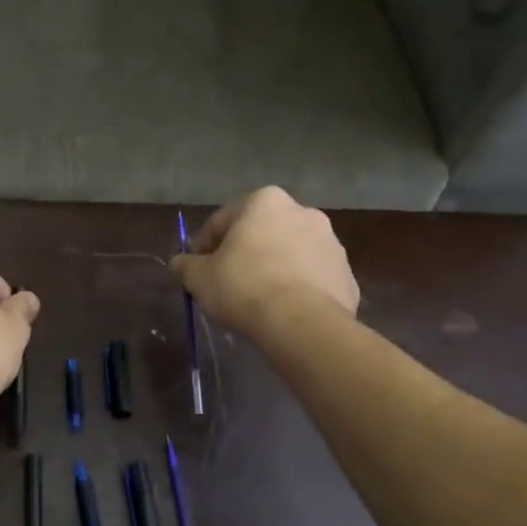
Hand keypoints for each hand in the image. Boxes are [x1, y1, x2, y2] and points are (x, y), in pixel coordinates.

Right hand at [169, 186, 359, 335]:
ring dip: (274, 268)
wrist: (301, 324)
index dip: (204, 246)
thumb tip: (179, 263)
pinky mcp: (347, 275)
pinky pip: (313, 279)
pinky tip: (283, 311)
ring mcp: (332, 244)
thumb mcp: (199, 277)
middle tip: (227, 282)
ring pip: (290, 254)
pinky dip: (298, 289)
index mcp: (264, 201)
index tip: (197, 269)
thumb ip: (186, 265)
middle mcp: (303, 212)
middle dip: (244, 253)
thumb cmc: (243, 287)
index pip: (222, 220)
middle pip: (261, 233)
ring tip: (257, 300)